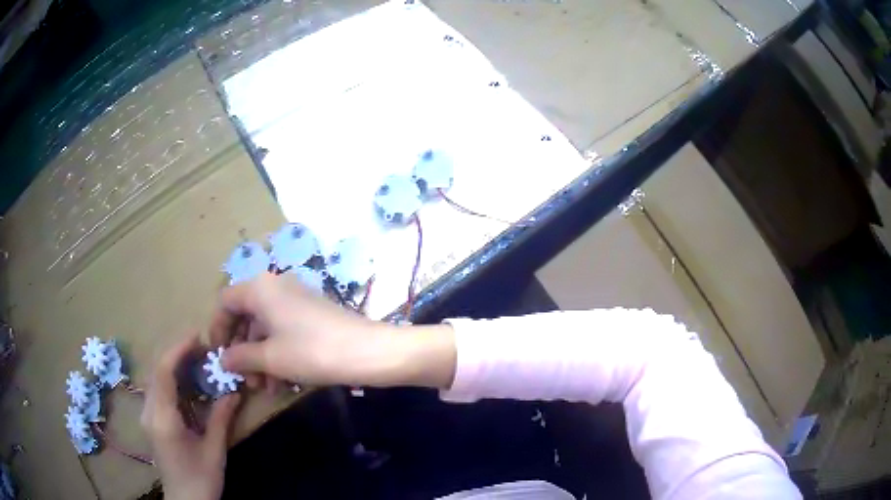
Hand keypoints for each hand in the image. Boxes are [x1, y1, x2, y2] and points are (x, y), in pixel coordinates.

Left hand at [141, 334, 240, 499]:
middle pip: (157, 370)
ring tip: (197, 359)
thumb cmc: (201, 479)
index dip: (178, 349)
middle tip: (202, 347)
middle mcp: (149, 412)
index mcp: (163, 419)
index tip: (197, 335)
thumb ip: (221, 418)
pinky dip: (171, 378)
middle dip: (177, 353)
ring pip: (156, 378)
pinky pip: (158, 390)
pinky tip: (187, 381)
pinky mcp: (151, 420)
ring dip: (174, 364)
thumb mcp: (214, 451)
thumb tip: (234, 391)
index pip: (164, 372)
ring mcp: (147, 415)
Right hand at [210, 274, 455, 389]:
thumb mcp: (270, 358)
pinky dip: (279, 355)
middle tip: (245, 380)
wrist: (368, 352)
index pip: (225, 302)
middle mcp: (276, 287)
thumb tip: (223, 359)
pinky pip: (285, 332)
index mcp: (260, 289)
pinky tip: (283, 384)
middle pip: (246, 316)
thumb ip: (241, 356)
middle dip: (242, 350)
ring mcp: (296, 300)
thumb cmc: (311, 351)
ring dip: (261, 359)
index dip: (217, 328)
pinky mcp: (312, 315)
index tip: (218, 355)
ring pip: (266, 329)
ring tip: (265, 389)